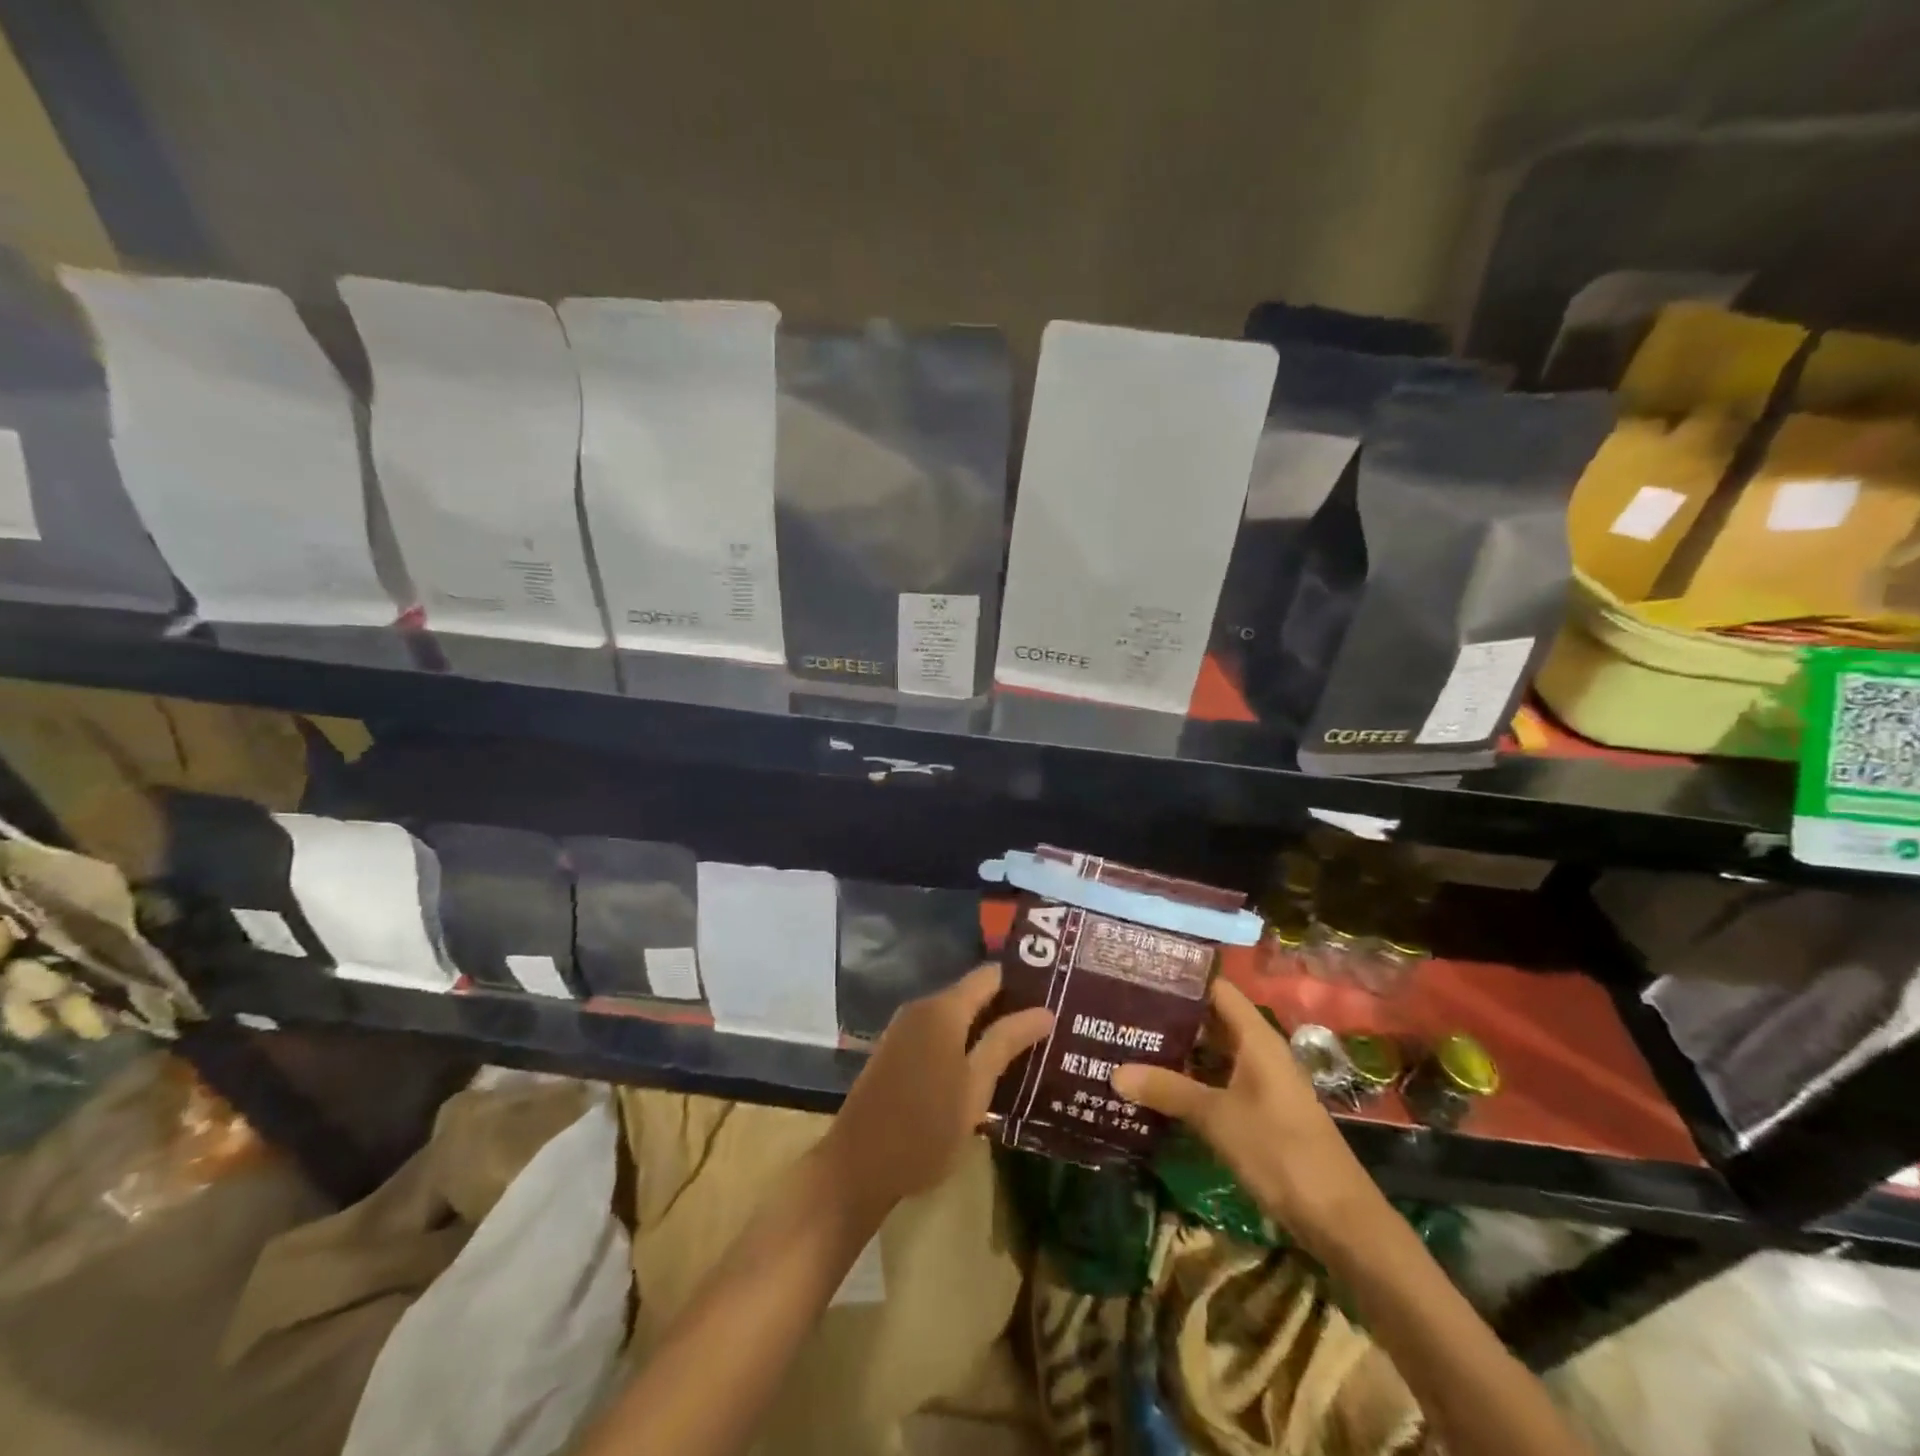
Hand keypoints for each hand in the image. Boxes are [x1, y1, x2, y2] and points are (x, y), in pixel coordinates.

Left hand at [824, 964, 1051, 1217]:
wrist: (858, 1165)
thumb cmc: (925, 1127)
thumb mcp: (975, 1087)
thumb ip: (1006, 1042)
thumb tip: (1045, 1010)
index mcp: (943, 1009)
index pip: (990, 975)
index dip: (1023, 981)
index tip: (1056, 994)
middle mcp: (922, 1008)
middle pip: (973, 994)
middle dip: (1009, 1008)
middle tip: (1050, 1026)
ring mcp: (905, 1030)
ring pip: (956, 1017)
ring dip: (987, 1029)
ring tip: (1028, 1047)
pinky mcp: (897, 1052)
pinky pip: (940, 1034)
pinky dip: (964, 1043)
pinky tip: (988, 1067)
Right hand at [1112, 978, 1379, 1251]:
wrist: (1339, 1220)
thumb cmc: (1279, 1151)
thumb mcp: (1216, 1117)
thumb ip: (1167, 1090)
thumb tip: (1114, 1072)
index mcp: (1256, 1037)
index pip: (1215, 988)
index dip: (1181, 979)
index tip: (1139, 973)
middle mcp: (1259, 1051)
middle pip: (1211, 1020)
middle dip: (1170, 1017)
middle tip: (1122, 1012)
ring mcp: (1261, 1083)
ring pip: (1213, 1054)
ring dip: (1178, 1051)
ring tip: (1130, 1044)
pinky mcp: (1260, 1112)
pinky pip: (1218, 1082)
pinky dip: (1190, 1081)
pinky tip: (1157, 1088)